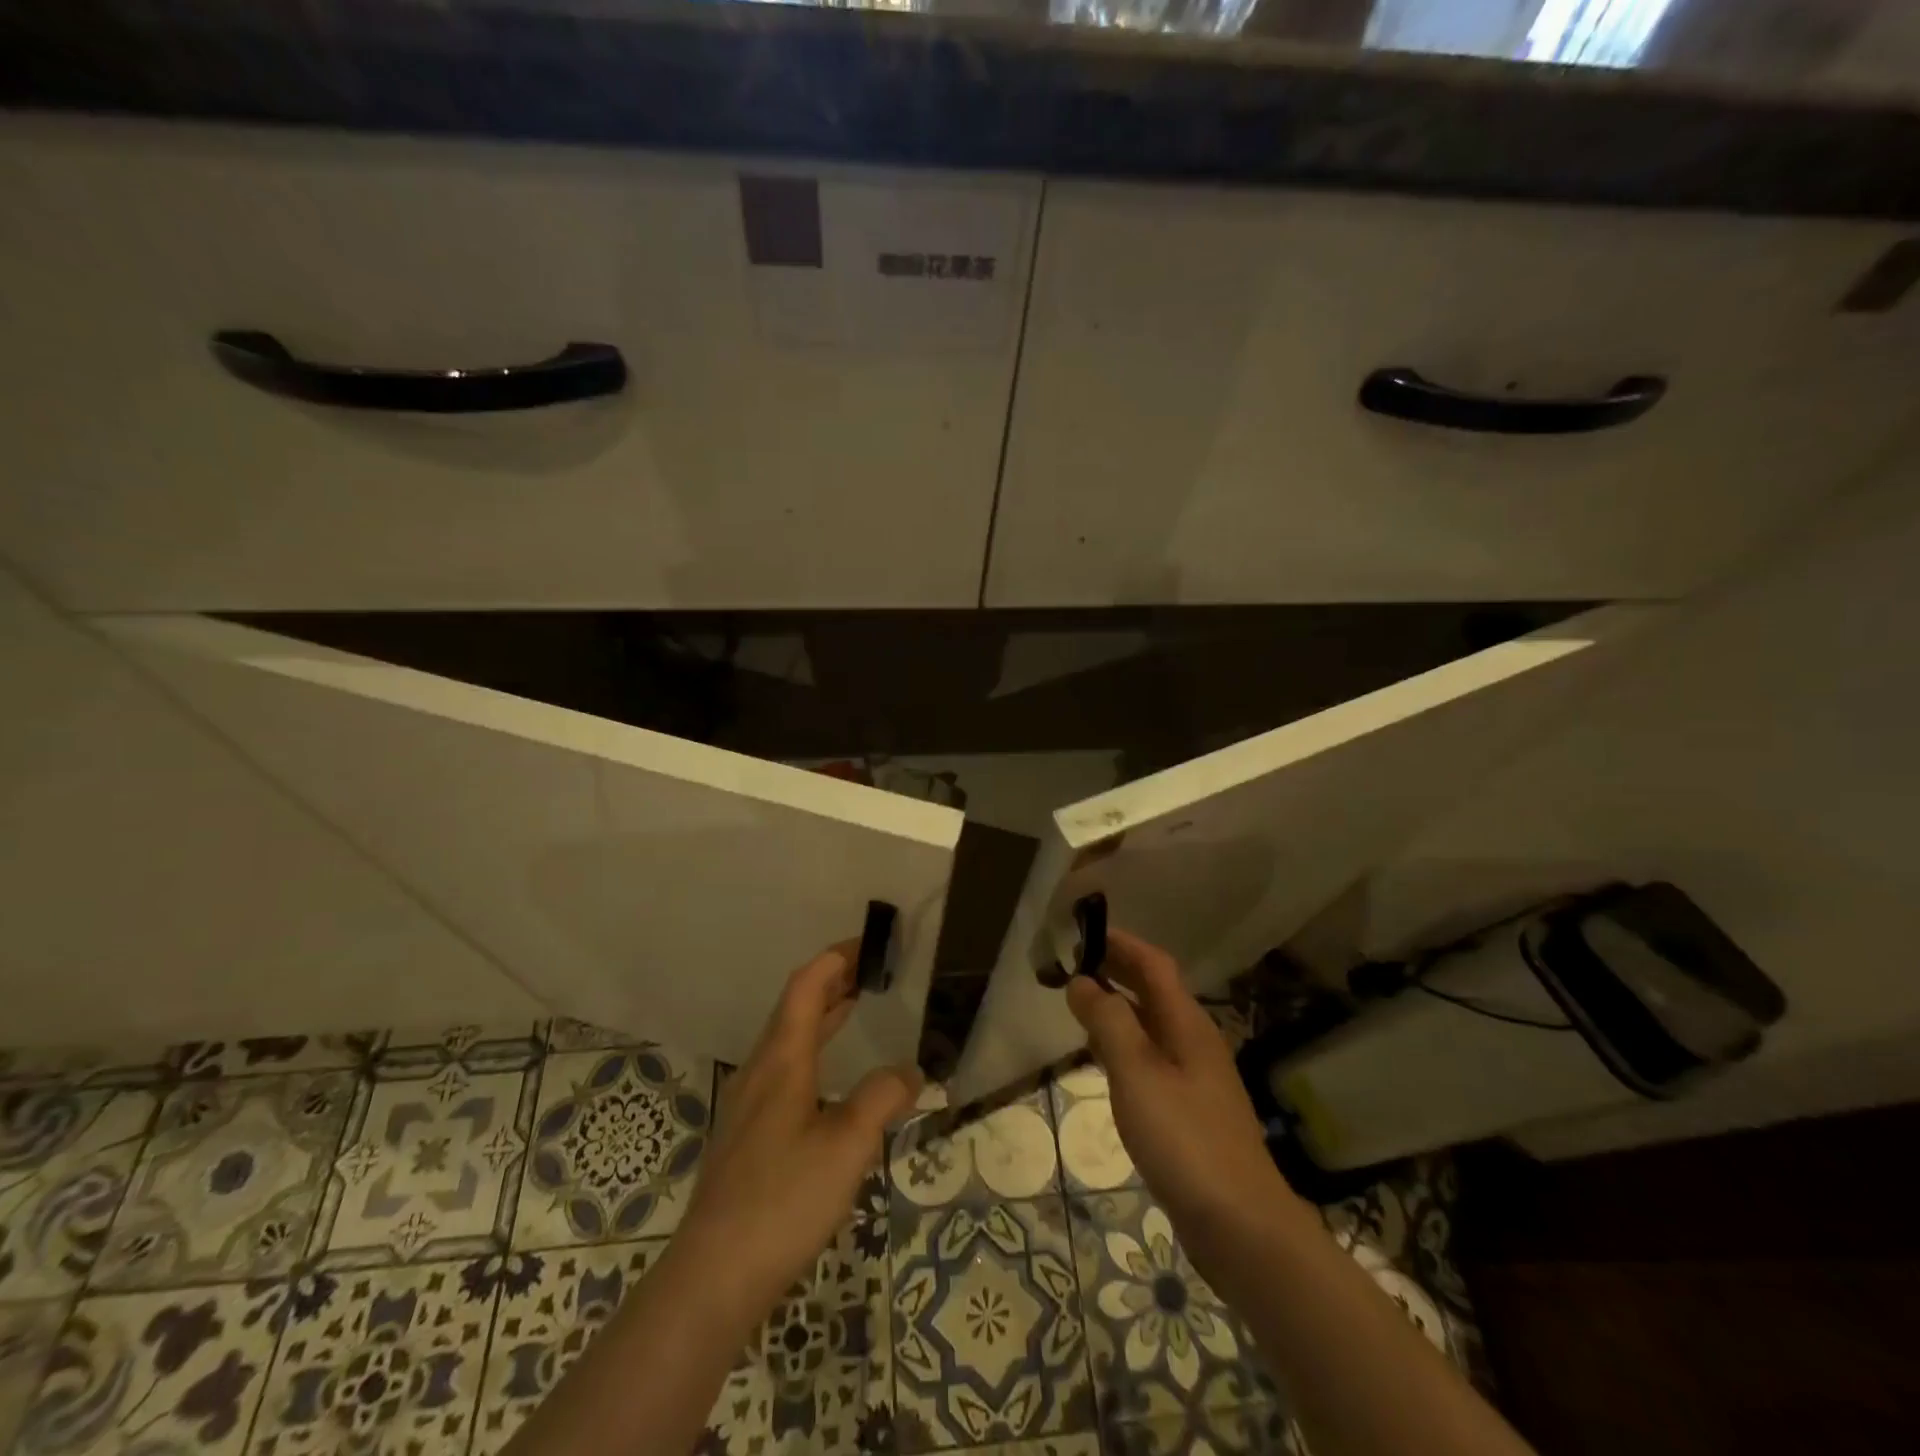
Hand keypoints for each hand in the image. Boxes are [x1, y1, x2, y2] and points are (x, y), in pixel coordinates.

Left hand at [674, 942, 921, 1328]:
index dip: (835, 959)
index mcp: (782, 1060)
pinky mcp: (749, 1135)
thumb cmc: (783, 1199)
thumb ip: (882, 1098)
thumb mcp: (847, 1145)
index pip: (806, 987)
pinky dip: (813, 1050)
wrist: (714, 1276)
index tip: (869, 945)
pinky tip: (830, 1078)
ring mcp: (750, 1104)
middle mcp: (761, 1071)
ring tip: (855, 1006)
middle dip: (832, 982)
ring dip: (821, 1015)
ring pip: (788, 1040)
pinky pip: (785, 1069)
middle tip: (871, 970)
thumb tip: (910, 1071)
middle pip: (795, 1008)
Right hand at [1066, 929, 1304, 1249]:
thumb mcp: (1137, 1074)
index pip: (1154, 964)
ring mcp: (1196, 1078)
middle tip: (1073, 963)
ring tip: (1080, 1005)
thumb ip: (1108, 1023)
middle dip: (1118, 970)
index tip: (1082, 932)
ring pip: (1152, 1025)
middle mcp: (1195, 1042)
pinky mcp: (1191, 1111)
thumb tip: (1082, 981)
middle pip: (1155, 991)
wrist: (1242, 1227)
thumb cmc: (1185, 1140)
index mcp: (1187, 1024)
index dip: (1121, 943)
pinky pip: (1152, 1058)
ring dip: (1119, 1007)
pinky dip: (1125, 1044)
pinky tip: (1106, 1061)